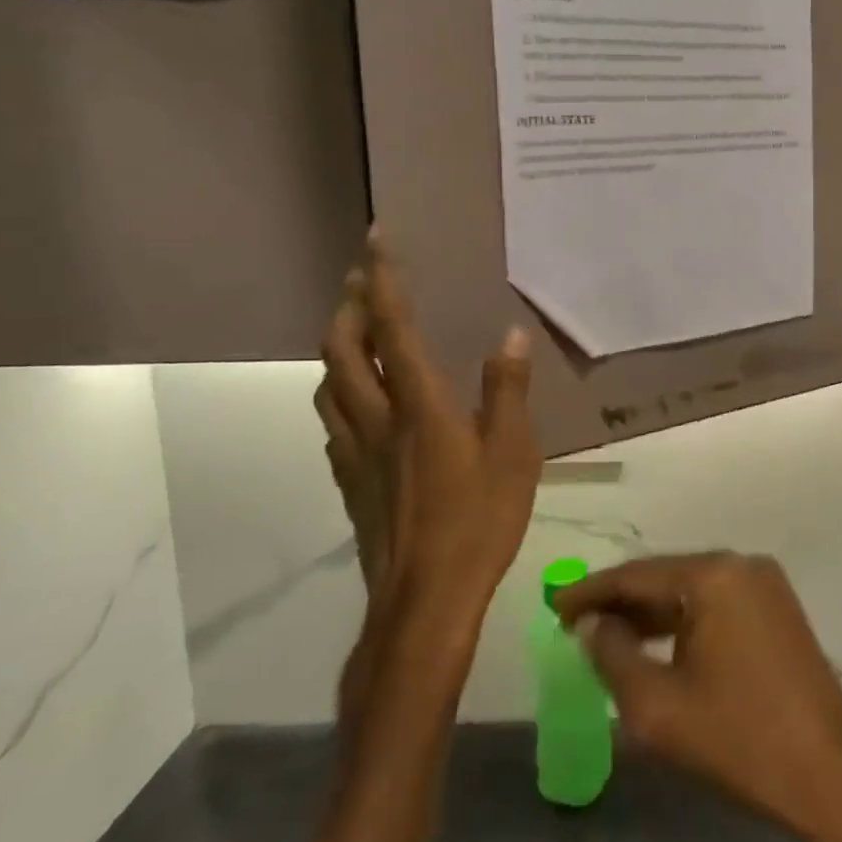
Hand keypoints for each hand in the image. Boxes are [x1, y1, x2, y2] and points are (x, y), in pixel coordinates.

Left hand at [316, 227, 541, 636]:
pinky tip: (357, 404)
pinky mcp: (351, 484)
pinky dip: (339, 393)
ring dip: (336, 348)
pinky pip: (334, 423)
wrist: (423, 602)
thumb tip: (509, 335)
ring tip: (353, 332)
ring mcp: (356, 454)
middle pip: (342, 351)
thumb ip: (507, 391)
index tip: (375, 240)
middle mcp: (377, 420)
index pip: (391, 327)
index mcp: (419, 405)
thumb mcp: (513, 453)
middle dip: (346, 307)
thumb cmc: (478, 522)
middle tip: (359, 280)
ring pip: (328, 386)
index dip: (381, 279)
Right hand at [555, 553, 841, 841]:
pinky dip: (684, 621)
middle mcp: (740, 564)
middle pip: (666, 576)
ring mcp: (764, 584)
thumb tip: (592, 624)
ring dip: (652, 613)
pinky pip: (717, 604)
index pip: (638, 574)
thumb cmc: (739, 739)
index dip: (592, 591)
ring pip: (692, 591)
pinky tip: (658, 645)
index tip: (554, 605)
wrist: (830, 774)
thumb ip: (613, 656)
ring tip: (608, 637)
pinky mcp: (777, 608)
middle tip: (576, 624)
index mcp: (713, 575)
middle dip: (621, 602)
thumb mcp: (658, 707)